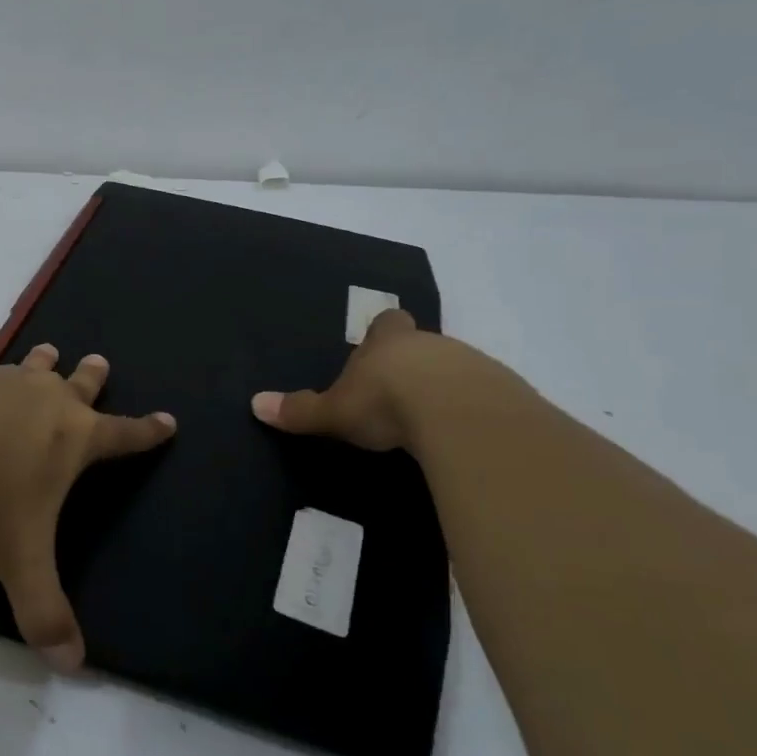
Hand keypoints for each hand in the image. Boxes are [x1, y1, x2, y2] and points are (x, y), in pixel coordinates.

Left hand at [0, 344, 175, 671]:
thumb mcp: (19, 558)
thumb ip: (44, 610)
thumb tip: (72, 666)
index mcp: (72, 439)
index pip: (123, 435)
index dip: (147, 432)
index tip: (168, 420)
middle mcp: (43, 401)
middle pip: (78, 384)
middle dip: (92, 376)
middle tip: (100, 360)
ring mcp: (1, 381)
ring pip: (30, 369)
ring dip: (41, 363)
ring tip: (48, 350)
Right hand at [251, 307, 511, 450]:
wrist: (457, 413)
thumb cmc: (386, 402)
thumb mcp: (334, 412)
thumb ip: (300, 410)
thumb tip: (254, 404)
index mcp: (388, 342)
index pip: (387, 323)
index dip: (383, 332)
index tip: (379, 346)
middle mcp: (430, 344)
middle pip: (423, 345)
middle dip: (413, 363)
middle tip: (399, 391)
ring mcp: (471, 365)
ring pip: (456, 368)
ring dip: (444, 386)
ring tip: (430, 418)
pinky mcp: (501, 392)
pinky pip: (483, 396)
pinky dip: (471, 409)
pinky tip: (461, 432)